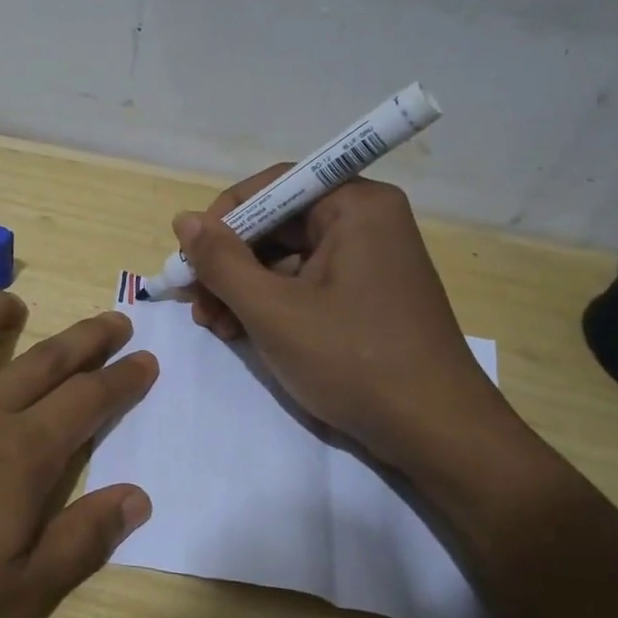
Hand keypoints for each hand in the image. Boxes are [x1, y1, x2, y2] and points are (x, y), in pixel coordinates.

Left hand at [0, 292, 156, 617]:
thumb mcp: (15, 599)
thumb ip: (80, 542)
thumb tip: (137, 496)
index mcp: (18, 456)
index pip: (88, 402)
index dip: (123, 380)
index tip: (146, 360)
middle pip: (42, 360)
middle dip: (86, 338)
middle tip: (114, 320)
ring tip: (12, 302)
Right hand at [177, 169, 527, 487]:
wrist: (434, 431)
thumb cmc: (353, 361)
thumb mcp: (273, 311)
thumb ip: (221, 262)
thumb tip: (183, 220)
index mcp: (355, 206)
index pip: (273, 186)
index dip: (223, 218)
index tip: (190, 258)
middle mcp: (366, 221)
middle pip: (277, 224)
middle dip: (229, 262)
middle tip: (196, 302)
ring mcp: (369, 260)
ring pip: (287, 258)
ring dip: (243, 288)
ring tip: (216, 326)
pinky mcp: (367, 295)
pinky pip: (306, 283)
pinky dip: (271, 304)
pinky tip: (244, 334)